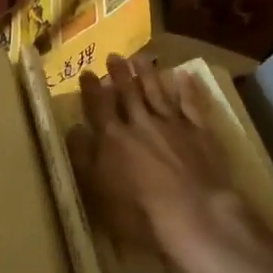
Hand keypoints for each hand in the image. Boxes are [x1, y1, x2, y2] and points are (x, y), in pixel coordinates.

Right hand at [71, 55, 233, 254]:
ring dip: (148, 74)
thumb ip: (83, 159)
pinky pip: (191, 103)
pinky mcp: (200, 131)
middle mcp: (141, 123)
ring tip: (140, 58)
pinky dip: (186, 88)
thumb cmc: (140, 214)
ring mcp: (172, 124)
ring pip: (157, 92)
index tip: (87, 72)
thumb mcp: (97, 193)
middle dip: (120, 74)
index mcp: (114, 138)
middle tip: (114, 56)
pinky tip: (184, 75)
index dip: (91, 89)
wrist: (195, 215)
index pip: (99, 107)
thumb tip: (73, 129)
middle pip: (129, 93)